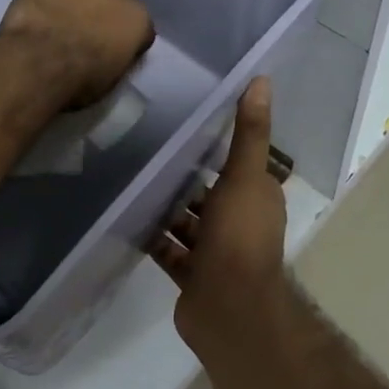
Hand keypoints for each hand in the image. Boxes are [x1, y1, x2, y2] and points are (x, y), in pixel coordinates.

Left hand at [0, 0, 154, 108]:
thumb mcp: (110, 80)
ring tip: (64, 4)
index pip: (139, 24)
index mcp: (139, 20)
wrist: (38, 63)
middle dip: (104, 7)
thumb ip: (119, 56)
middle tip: (84, 25)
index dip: (123, 34)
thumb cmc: (77, 82)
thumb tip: (113, 52)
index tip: (109, 46)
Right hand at [153, 78, 288, 348]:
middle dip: (182, 177)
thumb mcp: (244, 177)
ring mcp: (215, 252)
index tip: (182, 125)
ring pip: (187, 222)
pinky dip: (153, 237)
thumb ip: (249, 132)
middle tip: (144, 150)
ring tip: (130, 180)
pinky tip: (127, 218)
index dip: (213, 148)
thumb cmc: (239, 237)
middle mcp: (238, 223)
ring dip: (165, 207)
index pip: (236, 165)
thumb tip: (262, 79)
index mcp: (256, 198)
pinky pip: (169, 249)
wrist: (228, 308)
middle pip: (207, 193)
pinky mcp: (192, 274)